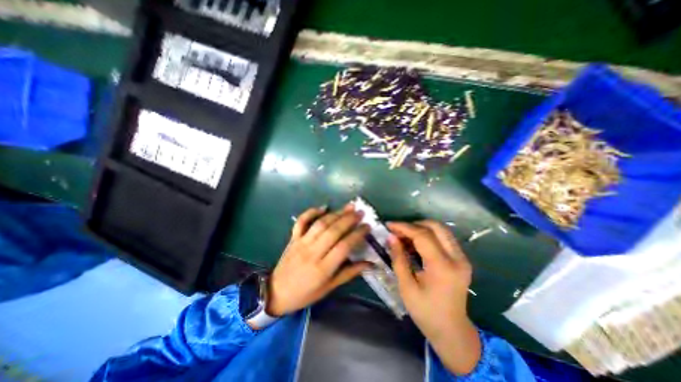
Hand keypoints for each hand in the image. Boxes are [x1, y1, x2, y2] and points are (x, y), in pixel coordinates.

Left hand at [266, 207, 371, 316]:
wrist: (276, 293)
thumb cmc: (306, 293)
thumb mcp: (329, 288)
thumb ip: (349, 273)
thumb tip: (370, 264)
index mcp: (323, 268)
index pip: (344, 246)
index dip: (357, 234)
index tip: (367, 226)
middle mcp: (313, 252)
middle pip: (333, 231)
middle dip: (349, 219)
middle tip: (360, 212)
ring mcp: (301, 243)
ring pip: (320, 224)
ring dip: (336, 214)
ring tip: (348, 207)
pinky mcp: (293, 238)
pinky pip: (302, 221)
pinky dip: (311, 212)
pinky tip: (323, 207)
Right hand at [388, 223, 476, 374]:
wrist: (452, 331)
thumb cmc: (425, 312)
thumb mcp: (406, 287)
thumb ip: (398, 258)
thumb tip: (391, 237)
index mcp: (442, 267)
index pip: (423, 235)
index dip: (404, 227)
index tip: (389, 225)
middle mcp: (457, 258)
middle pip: (436, 226)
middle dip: (414, 224)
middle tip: (398, 231)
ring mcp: (462, 258)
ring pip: (441, 230)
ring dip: (421, 228)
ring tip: (404, 237)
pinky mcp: (461, 259)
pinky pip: (443, 238)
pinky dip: (428, 235)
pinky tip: (415, 244)